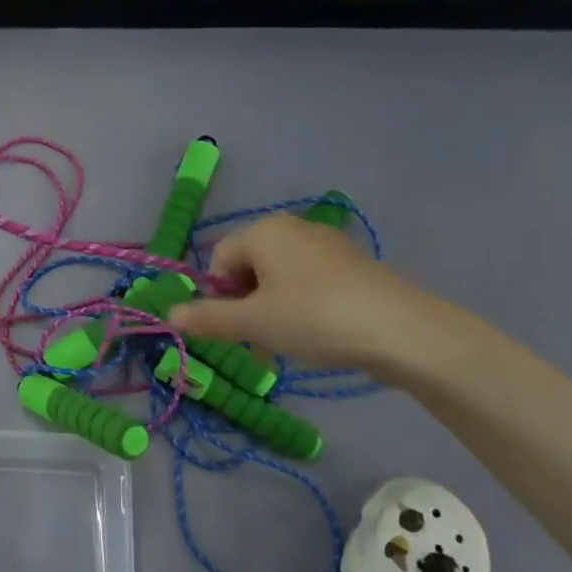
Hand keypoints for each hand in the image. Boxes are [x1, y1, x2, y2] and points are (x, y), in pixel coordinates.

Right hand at [168, 214, 448, 374]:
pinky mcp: (351, 264)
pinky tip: (315, 334)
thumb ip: (207, 318)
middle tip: (257, 341)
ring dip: (270, 310)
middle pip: (247, 267)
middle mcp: (292, 227)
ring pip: (277, 278)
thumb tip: (168, 314)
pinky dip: (300, 306)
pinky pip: (307, 282)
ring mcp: (325, 243)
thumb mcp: (253, 323)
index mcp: (263, 230)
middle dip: (244, 305)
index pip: (218, 260)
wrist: (402, 331)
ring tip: (285, 344)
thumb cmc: (314, 318)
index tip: (235, 330)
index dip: (217, 297)